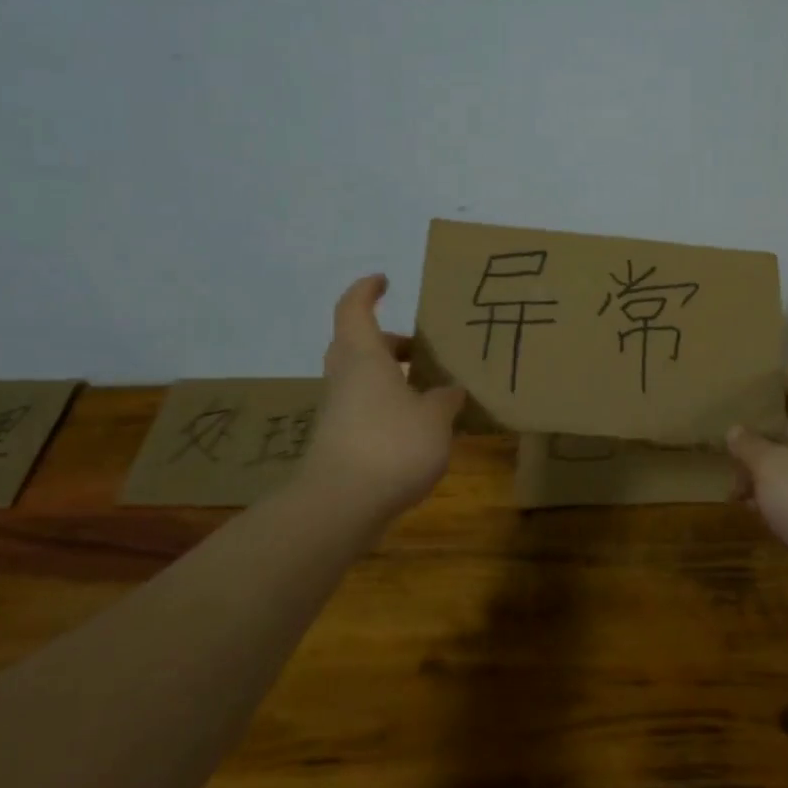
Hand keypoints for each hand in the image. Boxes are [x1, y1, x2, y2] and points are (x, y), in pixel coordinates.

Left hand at [297, 274, 466, 520]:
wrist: (340, 506)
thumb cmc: (391, 445)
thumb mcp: (435, 418)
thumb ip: (445, 399)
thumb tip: (449, 391)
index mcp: (364, 358)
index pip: (354, 310)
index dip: (366, 291)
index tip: (384, 281)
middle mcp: (346, 379)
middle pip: (357, 346)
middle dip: (388, 342)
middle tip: (419, 349)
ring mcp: (338, 412)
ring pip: (362, 380)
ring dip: (391, 378)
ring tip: (430, 391)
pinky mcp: (340, 443)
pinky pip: (365, 410)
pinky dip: (389, 408)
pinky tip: (419, 428)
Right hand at [727, 366, 787, 573]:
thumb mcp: (769, 465)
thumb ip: (748, 444)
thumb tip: (736, 430)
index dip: (781, 372)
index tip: (755, 368)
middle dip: (758, 428)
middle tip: (725, 427)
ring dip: (760, 467)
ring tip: (730, 479)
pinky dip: (772, 493)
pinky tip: (748, 505)